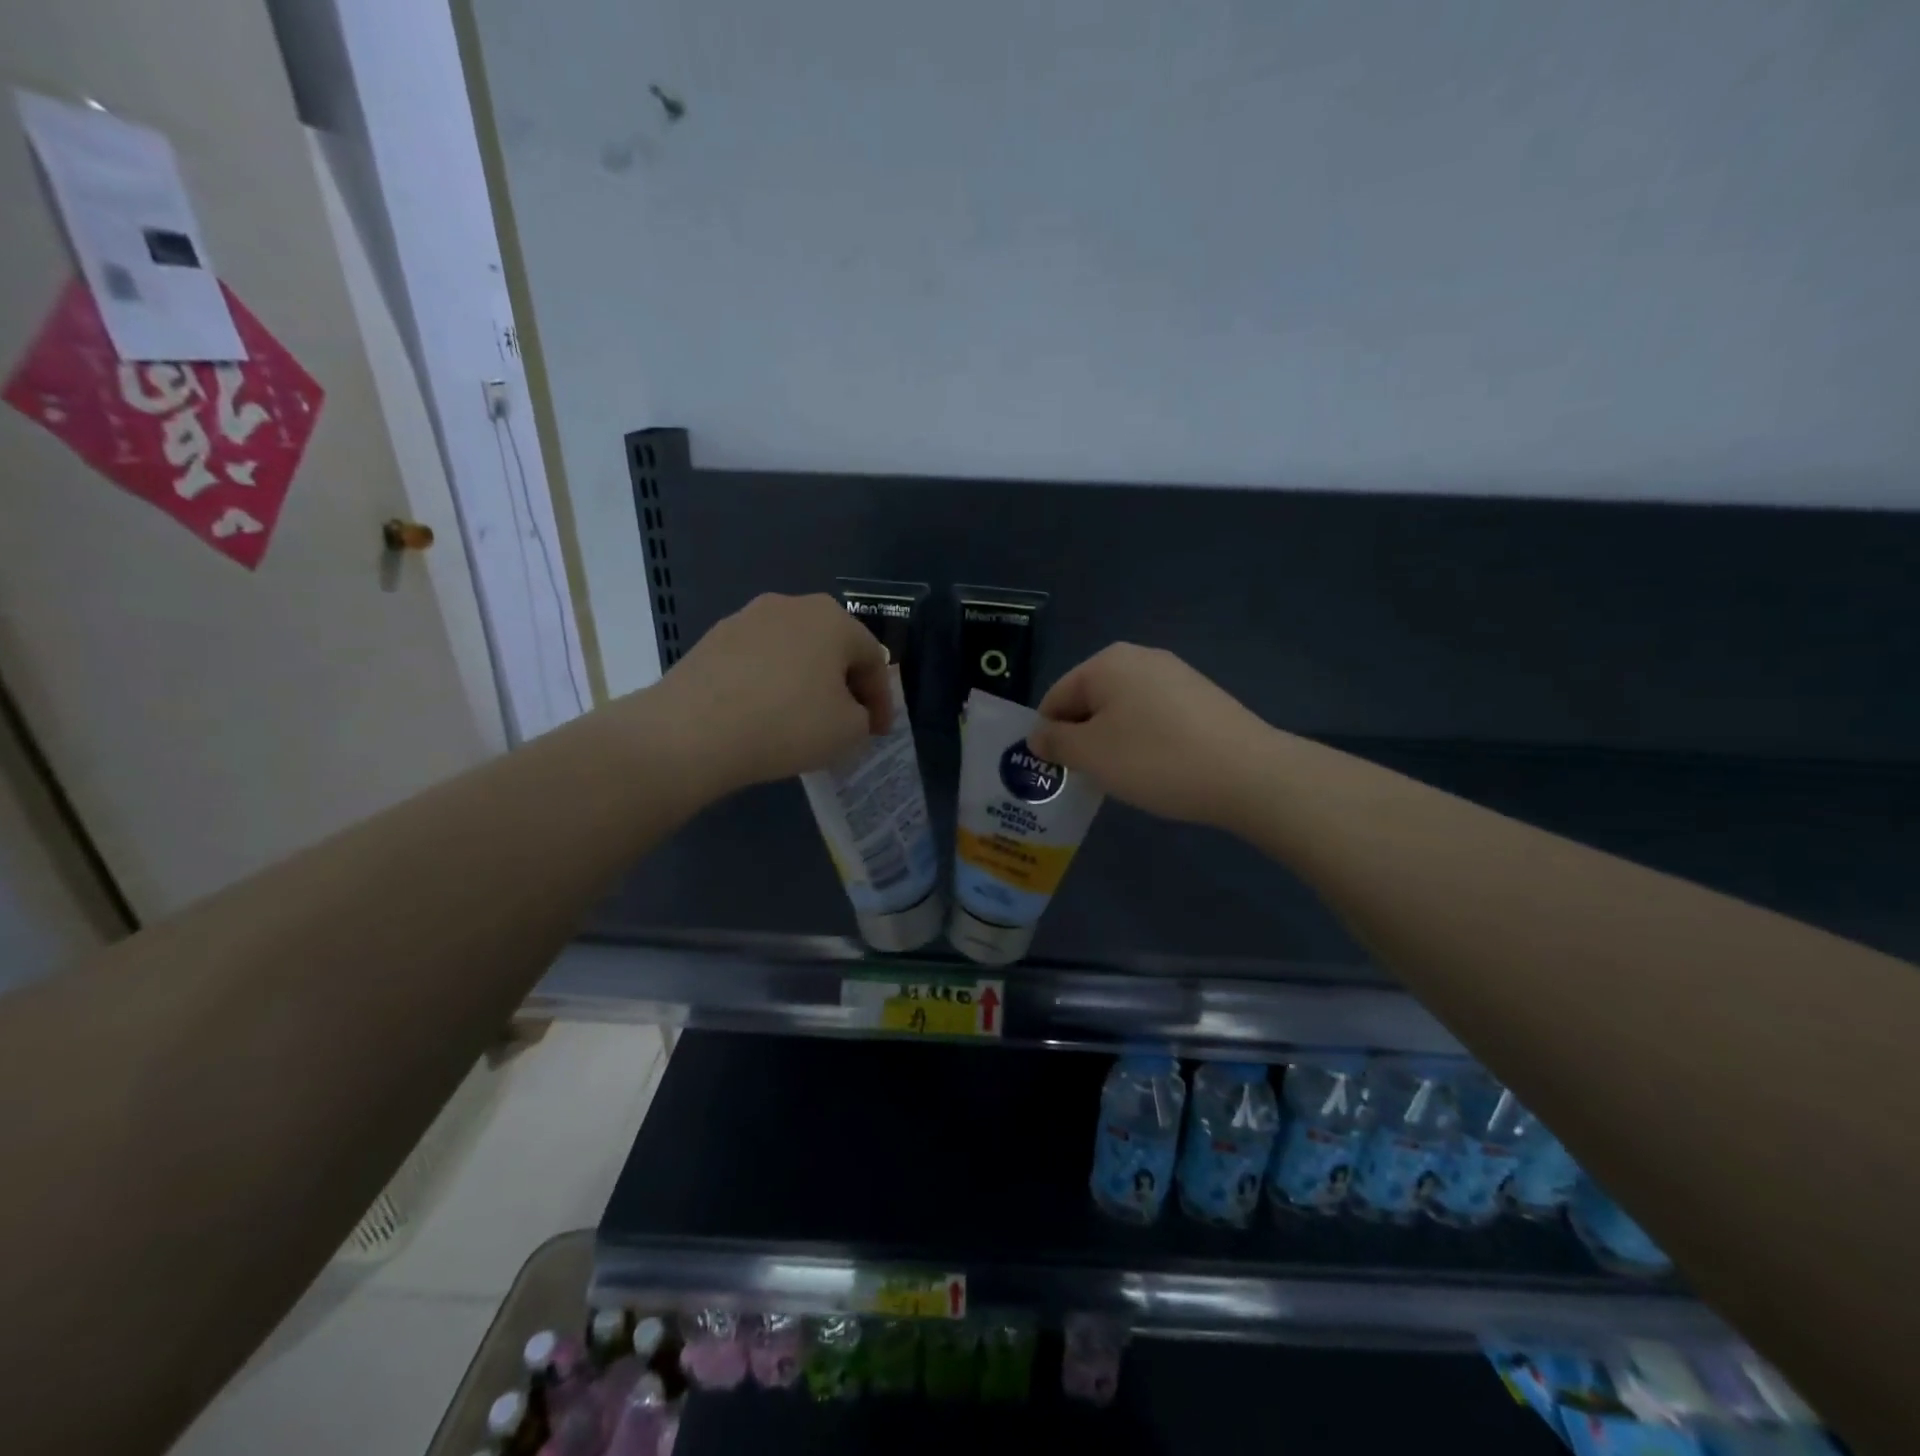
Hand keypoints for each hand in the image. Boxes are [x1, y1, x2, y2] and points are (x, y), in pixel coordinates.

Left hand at [651, 593, 890, 794]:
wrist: (692, 731)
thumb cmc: (787, 723)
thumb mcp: (849, 730)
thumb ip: (863, 716)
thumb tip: (849, 711)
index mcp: (833, 618)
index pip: (873, 659)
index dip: (882, 701)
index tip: (877, 734)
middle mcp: (791, 605)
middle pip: (832, 648)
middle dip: (844, 686)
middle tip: (846, 722)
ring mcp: (746, 618)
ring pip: (793, 653)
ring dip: (805, 683)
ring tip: (803, 721)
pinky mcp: (711, 640)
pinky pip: (758, 663)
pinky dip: (770, 685)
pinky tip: (763, 716)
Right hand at [1028, 644, 1272, 828]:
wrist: (1248, 774)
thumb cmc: (1155, 760)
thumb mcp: (1091, 755)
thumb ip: (1054, 742)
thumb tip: (1038, 735)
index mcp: (1106, 663)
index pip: (1055, 698)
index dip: (1049, 737)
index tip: (1060, 773)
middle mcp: (1139, 657)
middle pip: (1089, 701)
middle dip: (1082, 738)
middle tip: (1092, 778)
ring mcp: (1175, 674)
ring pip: (1122, 710)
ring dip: (1113, 742)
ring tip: (1128, 777)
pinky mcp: (1201, 696)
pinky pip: (1153, 716)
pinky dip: (1145, 740)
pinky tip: (1160, 768)